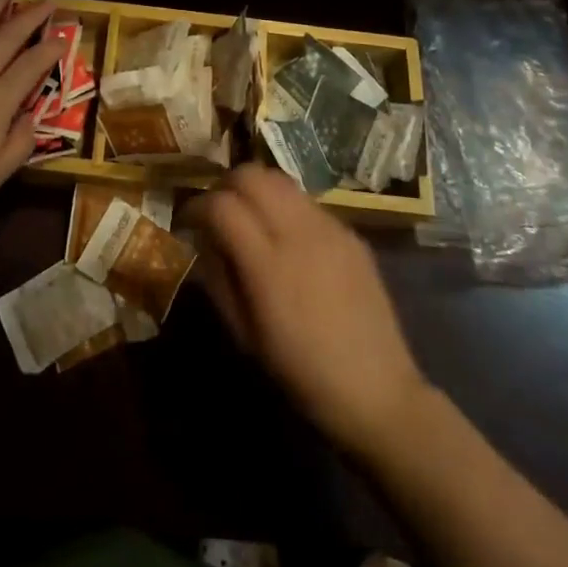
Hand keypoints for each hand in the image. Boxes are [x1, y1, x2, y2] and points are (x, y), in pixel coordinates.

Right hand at [186, 164, 429, 456]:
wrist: (378, 391)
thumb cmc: (302, 375)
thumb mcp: (246, 337)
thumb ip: (219, 280)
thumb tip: (204, 241)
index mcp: (268, 264)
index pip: (221, 205)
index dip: (197, 206)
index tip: (189, 220)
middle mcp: (298, 232)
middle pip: (250, 175)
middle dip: (226, 186)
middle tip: (219, 212)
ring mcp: (329, 227)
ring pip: (280, 179)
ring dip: (257, 190)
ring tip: (252, 218)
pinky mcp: (350, 231)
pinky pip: (307, 202)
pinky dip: (286, 207)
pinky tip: (289, 238)